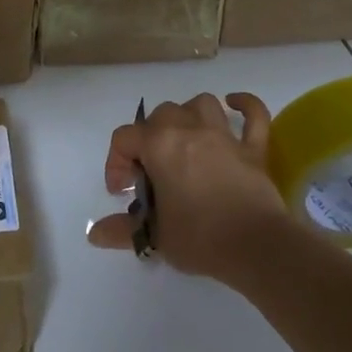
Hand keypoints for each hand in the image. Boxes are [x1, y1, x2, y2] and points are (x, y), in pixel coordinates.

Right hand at [88, 92, 297, 283]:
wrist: (256, 247)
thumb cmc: (199, 238)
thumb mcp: (154, 237)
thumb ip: (122, 230)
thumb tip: (95, 234)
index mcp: (159, 146)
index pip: (124, 139)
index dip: (115, 163)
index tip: (123, 192)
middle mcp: (189, 130)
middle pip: (160, 116)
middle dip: (149, 138)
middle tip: (151, 171)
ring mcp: (224, 136)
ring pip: (200, 104)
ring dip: (188, 116)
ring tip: (183, 139)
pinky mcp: (253, 148)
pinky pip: (253, 114)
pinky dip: (244, 105)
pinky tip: (234, 105)